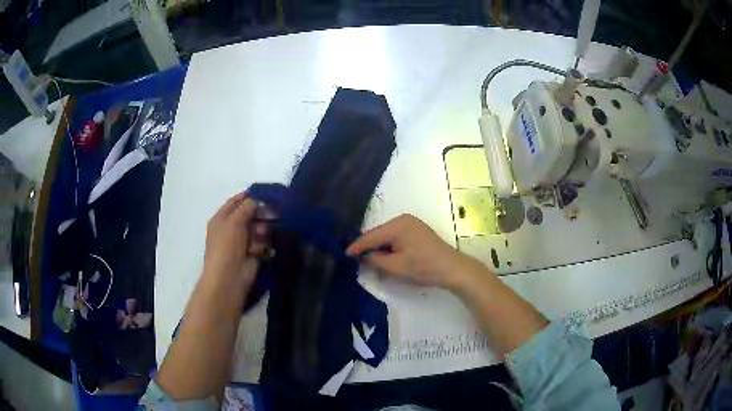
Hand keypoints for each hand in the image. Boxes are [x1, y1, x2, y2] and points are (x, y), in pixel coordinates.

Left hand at [202, 192, 271, 288]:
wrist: (229, 276)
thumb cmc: (226, 246)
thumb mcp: (234, 221)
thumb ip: (246, 207)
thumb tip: (256, 200)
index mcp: (221, 219)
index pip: (235, 202)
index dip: (247, 196)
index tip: (263, 193)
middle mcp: (231, 228)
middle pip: (250, 215)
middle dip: (259, 215)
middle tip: (271, 214)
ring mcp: (242, 242)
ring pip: (258, 229)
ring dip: (261, 232)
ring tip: (259, 239)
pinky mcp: (252, 253)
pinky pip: (262, 243)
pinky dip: (262, 246)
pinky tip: (258, 251)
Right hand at [346, 214, 478, 289]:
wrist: (452, 268)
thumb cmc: (424, 267)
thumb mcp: (396, 267)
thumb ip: (375, 260)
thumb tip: (361, 256)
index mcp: (398, 225)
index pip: (371, 236)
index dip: (356, 246)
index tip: (342, 254)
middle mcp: (403, 219)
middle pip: (378, 234)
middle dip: (366, 247)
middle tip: (353, 259)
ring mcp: (410, 223)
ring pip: (386, 236)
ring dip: (377, 248)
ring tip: (366, 260)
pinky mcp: (415, 230)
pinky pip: (395, 237)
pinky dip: (388, 247)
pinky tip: (383, 256)